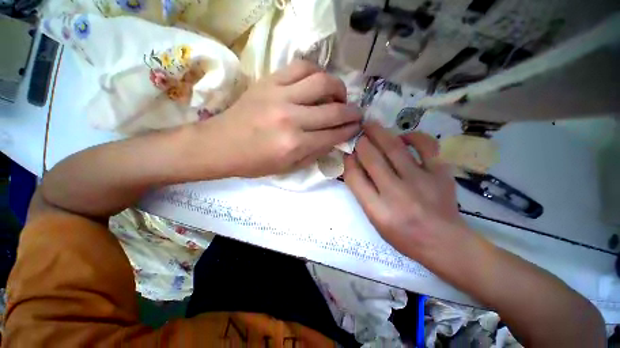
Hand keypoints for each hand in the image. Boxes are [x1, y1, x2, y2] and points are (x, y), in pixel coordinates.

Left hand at [202, 60, 361, 177]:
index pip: (333, 134)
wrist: (221, 145)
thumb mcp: (288, 167)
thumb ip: (315, 153)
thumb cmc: (255, 162)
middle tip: (356, 113)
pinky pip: (300, 67)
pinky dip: (316, 72)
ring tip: (340, 96)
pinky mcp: (269, 81)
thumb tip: (335, 139)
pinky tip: (318, 82)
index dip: (349, 131)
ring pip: (322, 82)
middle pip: (333, 110)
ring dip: (338, 88)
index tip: (357, 127)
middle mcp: (291, 119)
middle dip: (352, 112)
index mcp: (295, 145)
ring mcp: (280, 96)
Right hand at [344, 122, 469, 261]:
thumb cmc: (403, 236)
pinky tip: (403, 136)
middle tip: (357, 132)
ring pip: (395, 148)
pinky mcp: (440, 174)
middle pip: (372, 159)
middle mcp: (397, 194)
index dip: (348, 161)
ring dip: (379, 133)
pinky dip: (413, 136)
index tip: (348, 152)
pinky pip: (426, 146)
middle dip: (361, 142)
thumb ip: (363, 193)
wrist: (444, 243)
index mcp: (377, 210)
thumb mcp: (375, 220)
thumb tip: (355, 165)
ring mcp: (421, 182)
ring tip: (371, 124)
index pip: (355, 178)